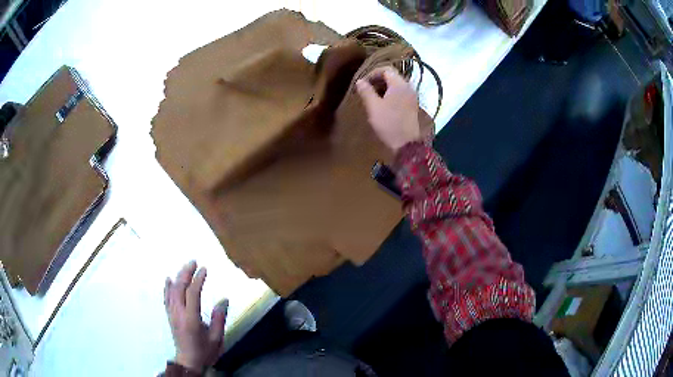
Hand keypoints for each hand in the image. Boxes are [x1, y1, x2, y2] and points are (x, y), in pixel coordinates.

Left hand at [164, 261, 227, 372]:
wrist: (189, 361)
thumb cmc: (205, 351)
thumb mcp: (217, 338)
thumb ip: (219, 318)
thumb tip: (224, 299)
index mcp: (191, 318)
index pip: (192, 293)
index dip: (198, 279)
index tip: (204, 269)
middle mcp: (179, 313)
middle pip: (179, 288)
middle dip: (186, 273)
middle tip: (193, 262)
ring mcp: (172, 314)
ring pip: (172, 291)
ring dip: (178, 277)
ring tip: (185, 267)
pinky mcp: (169, 316)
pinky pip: (166, 298)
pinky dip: (167, 287)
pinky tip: (168, 279)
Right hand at [356, 66, 420, 152]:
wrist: (406, 144)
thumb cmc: (389, 123)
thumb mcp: (373, 107)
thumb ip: (366, 91)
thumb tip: (360, 81)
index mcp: (399, 84)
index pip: (386, 69)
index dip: (372, 73)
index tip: (362, 82)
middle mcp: (408, 87)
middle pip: (392, 76)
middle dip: (378, 80)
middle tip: (366, 89)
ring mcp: (412, 96)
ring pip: (396, 85)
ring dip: (384, 87)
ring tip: (372, 97)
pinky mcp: (412, 105)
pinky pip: (400, 93)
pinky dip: (390, 94)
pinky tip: (383, 104)